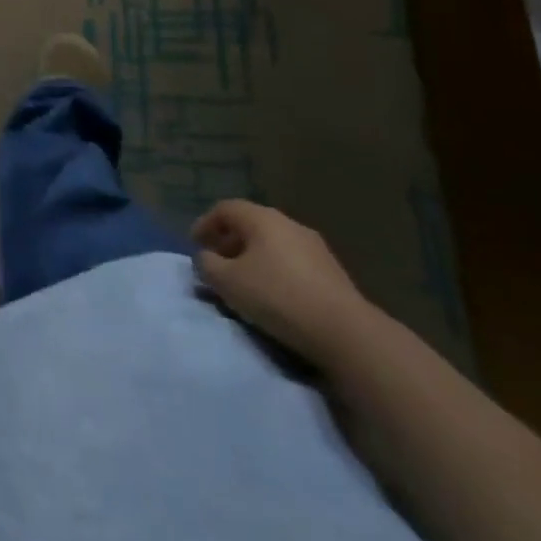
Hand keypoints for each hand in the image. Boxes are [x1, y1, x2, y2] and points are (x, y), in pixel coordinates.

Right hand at [192, 200, 372, 365]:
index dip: (205, 223)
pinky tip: (274, 295)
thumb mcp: (229, 282)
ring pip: (273, 244)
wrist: (346, 332)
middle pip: (250, 225)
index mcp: (261, 218)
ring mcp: (314, 246)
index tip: (194, 244)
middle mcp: (288, 223)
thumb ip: (208, 265)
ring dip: (253, 258)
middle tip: (217, 263)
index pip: (225, 209)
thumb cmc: (278, 297)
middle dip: (229, 242)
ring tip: (244, 282)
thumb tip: (205, 258)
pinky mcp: (332, 272)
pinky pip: (292, 262)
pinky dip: (275, 270)